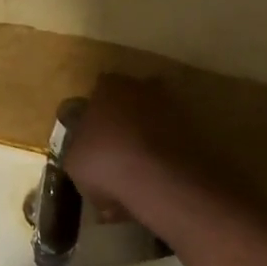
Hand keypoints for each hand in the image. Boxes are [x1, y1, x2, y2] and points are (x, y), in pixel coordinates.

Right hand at [63, 74, 211, 219]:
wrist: (158, 179)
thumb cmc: (104, 161)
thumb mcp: (73, 160)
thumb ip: (78, 147)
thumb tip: (83, 150)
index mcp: (108, 86)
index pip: (98, 90)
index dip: (93, 113)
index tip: (90, 135)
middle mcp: (142, 87)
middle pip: (128, 101)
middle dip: (122, 121)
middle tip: (113, 149)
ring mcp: (171, 106)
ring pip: (151, 120)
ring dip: (144, 138)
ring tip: (135, 169)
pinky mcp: (193, 130)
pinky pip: (169, 140)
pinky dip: (162, 155)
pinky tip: (153, 179)